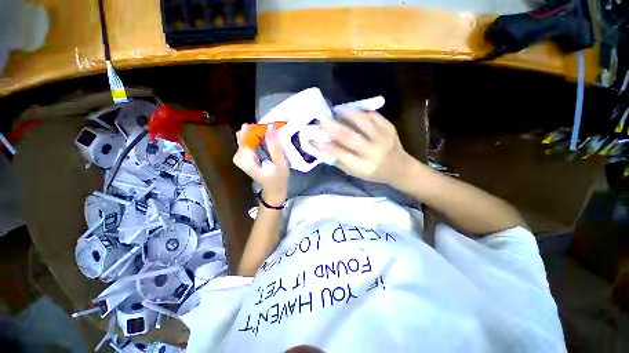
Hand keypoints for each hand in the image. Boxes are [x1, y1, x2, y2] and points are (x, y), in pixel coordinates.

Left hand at [233, 124, 288, 204]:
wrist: (273, 192)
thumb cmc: (278, 181)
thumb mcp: (280, 165)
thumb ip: (275, 147)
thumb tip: (270, 127)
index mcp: (246, 160)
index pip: (247, 137)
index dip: (258, 129)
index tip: (271, 127)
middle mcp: (239, 157)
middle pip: (243, 135)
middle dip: (257, 130)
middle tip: (272, 130)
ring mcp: (240, 157)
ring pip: (244, 137)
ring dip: (258, 134)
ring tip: (271, 135)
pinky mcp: (243, 157)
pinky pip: (247, 142)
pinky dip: (256, 138)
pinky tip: (266, 139)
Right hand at [313, 111, 412, 186]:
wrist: (399, 168)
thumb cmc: (374, 173)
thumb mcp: (356, 173)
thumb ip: (340, 162)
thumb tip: (324, 149)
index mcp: (363, 167)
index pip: (341, 154)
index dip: (326, 146)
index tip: (314, 139)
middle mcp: (373, 152)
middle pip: (350, 137)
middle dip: (333, 127)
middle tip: (321, 119)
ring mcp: (383, 138)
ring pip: (363, 122)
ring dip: (348, 114)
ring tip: (337, 111)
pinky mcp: (389, 128)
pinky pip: (373, 116)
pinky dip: (361, 113)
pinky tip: (354, 113)